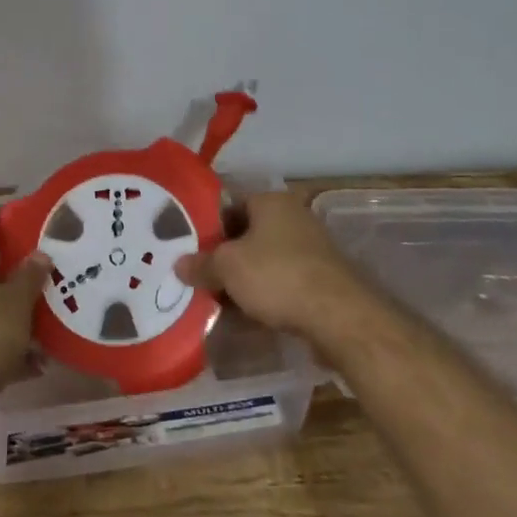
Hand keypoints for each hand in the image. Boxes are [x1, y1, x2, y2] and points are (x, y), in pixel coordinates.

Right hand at [176, 192, 368, 342]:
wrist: (337, 315)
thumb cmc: (277, 276)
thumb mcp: (228, 268)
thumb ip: (201, 264)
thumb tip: (179, 265)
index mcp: (271, 201)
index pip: (230, 205)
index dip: (207, 226)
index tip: (188, 249)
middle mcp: (293, 217)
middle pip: (247, 234)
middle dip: (224, 257)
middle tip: (198, 277)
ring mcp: (310, 248)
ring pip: (263, 259)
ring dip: (242, 278)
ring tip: (216, 299)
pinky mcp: (319, 277)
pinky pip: (281, 281)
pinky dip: (263, 293)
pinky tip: (245, 313)